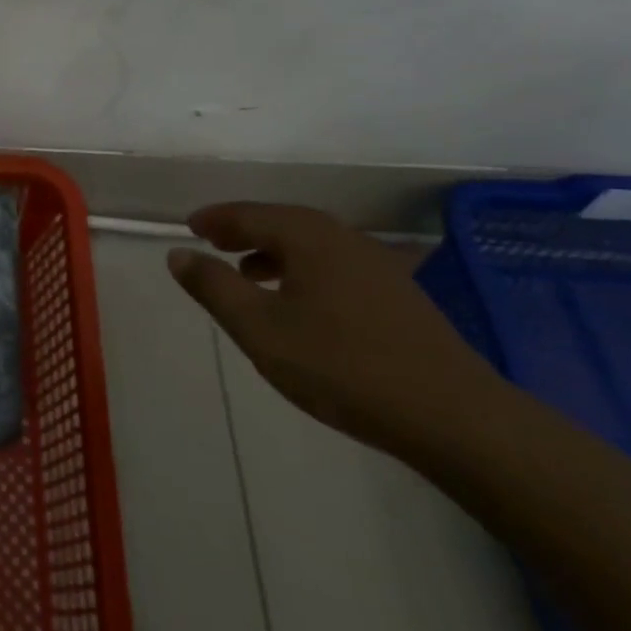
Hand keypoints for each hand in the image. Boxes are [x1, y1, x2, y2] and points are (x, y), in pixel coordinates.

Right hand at [166, 202, 503, 452]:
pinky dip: (304, 270)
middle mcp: (345, 239)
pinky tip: (301, 303)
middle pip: (284, 223)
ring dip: (274, 251)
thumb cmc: (341, 365)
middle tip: (213, 242)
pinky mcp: (399, 296)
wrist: (452, 416)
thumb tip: (177, 254)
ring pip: (313, 245)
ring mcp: (379, 266)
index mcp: (309, 238)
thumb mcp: (260, 329)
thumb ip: (214, 287)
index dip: (216, 219)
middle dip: (245, 231)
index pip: (250, 215)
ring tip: (249, 273)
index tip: (190, 227)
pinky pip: (335, 266)